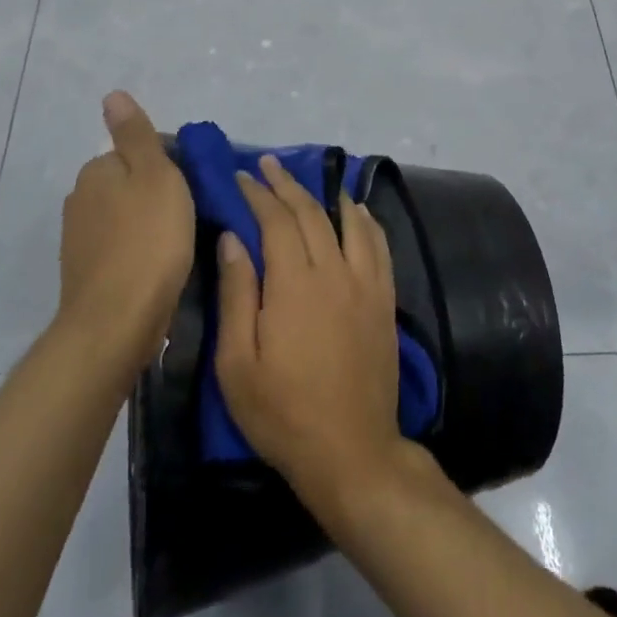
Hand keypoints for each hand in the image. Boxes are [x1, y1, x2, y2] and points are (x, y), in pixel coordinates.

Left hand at [57, 91, 194, 379]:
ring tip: (181, 244)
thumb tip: (112, 94)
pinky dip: (139, 250)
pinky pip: (121, 247)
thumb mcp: (155, 175)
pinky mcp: (86, 272)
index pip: (142, 151)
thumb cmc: (149, 240)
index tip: (199, 187)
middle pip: (132, 183)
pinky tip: (159, 267)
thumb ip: (136, 134)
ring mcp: (79, 238)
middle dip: (161, 193)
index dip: (175, 164)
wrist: (117, 320)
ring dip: (150, 223)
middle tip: (195, 215)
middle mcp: (81, 198)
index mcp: (98, 169)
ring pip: (126, 216)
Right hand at [214, 155, 403, 506]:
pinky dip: (366, 221)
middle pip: (310, 214)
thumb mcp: (238, 364)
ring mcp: (366, 284)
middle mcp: (334, 272)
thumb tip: (232, 238)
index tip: (242, 177)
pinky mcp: (385, 300)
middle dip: (287, 185)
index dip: (258, 195)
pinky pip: (379, 246)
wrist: (352, 451)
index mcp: (294, 284)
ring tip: (308, 178)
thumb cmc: (283, 414)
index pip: (275, 221)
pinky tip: (357, 211)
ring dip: (325, 195)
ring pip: (347, 222)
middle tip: (269, 165)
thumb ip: (236, 295)